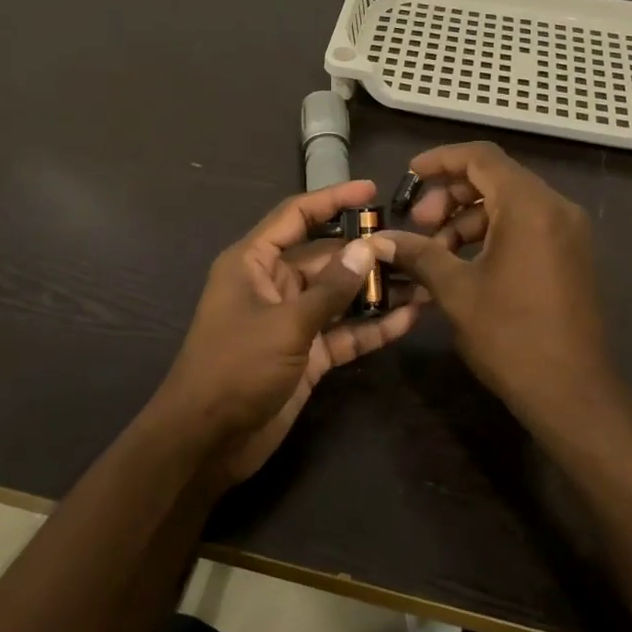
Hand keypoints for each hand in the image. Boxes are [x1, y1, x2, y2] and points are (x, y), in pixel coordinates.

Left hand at [151, 180, 419, 484]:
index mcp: (253, 262)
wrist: (207, 441)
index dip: (332, 199)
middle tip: (415, 245)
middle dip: (366, 252)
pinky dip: (373, 327)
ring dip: (376, 290)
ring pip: (340, 296)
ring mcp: (292, 321)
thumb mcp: (285, 324)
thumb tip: (368, 247)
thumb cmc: (235, 368)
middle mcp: (273, 284)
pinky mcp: (308, 355)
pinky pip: (344, 332)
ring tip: (424, 279)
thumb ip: (330, 289)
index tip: (371, 190)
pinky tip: (410, 318)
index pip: (296, 216)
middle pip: (326, 257)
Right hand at [380, 142, 617, 432]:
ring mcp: (569, 232)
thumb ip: (418, 254)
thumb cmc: (510, 335)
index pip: (481, 157)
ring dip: (468, 220)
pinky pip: (527, 226)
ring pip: (510, 204)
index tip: (409, 176)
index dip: (440, 160)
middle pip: (495, 178)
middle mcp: (556, 208)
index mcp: (529, 206)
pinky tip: (464, 266)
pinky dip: (493, 235)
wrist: (572, 393)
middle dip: (450, 197)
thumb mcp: (455, 291)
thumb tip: (379, 240)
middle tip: (420, 225)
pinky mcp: (572, 256)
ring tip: (436, 254)